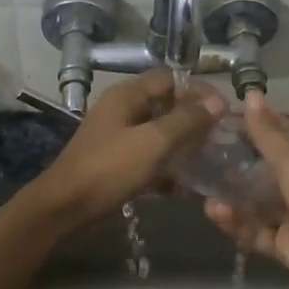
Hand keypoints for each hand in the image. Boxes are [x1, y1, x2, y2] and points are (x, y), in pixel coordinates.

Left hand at [30, 70, 224, 229]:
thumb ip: (187, 121)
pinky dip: (166, 169)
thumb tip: (219, 102)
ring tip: (210, 161)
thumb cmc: (109, 169)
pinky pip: (148, 159)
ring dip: (182, 146)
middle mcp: (122, 111)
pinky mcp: (116, 164)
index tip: (224, 110)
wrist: (64, 209)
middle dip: (194, 120)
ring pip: (158, 134)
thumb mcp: (153, 143)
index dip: (198, 90)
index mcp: (127, 96)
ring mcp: (117, 138)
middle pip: (165, 106)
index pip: (170, 79)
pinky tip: (185, 187)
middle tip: (220, 138)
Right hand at [203, 92, 288, 288]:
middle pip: (265, 166)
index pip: (281, 131)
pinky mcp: (285, 245)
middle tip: (198, 150)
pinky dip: (236, 223)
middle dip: (236, 159)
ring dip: (231, 193)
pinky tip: (214, 213)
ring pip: (256, 200)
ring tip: (200, 185)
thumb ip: (268, 134)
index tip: (219, 117)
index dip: (255, 122)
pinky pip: (255, 231)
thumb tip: (251, 93)